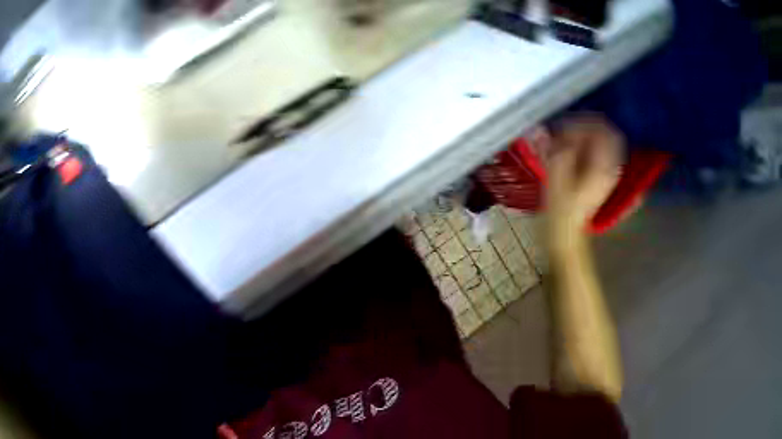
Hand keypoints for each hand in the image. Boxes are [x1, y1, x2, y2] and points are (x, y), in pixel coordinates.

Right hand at [544, 115, 622, 232]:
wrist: (564, 232)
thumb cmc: (559, 211)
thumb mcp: (556, 183)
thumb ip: (556, 157)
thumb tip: (551, 134)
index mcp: (603, 166)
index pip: (602, 132)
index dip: (582, 123)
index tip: (560, 123)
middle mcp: (609, 166)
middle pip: (602, 136)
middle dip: (580, 129)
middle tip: (556, 131)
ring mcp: (603, 173)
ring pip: (596, 145)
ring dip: (578, 138)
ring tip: (556, 139)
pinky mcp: (594, 178)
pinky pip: (590, 155)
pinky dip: (577, 149)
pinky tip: (562, 152)